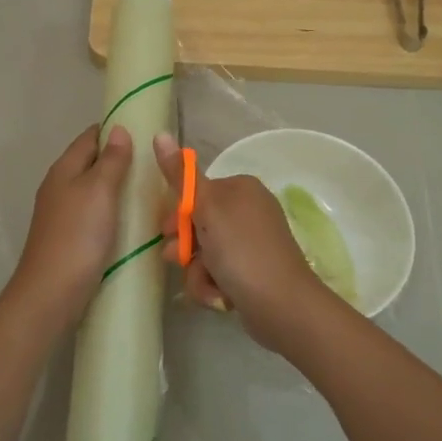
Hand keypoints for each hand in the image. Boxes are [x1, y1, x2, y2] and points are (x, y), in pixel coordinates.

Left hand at [9, 125, 133, 321]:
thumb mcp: (99, 191)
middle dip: (119, 160)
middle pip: (91, 163)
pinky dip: (112, 211)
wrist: (52, 292)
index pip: (90, 137)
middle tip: (155, 164)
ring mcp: (62, 214)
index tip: (145, 133)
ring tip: (151, 190)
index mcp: (64, 169)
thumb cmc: (78, 235)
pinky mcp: (69, 238)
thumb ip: (111, 160)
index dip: (115, 131)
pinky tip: (132, 220)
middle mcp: (59, 187)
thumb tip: (119, 130)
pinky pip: (94, 214)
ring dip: (117, 188)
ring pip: (93, 190)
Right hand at [155, 133, 337, 349]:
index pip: (195, 193)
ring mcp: (251, 243)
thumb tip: (159, 134)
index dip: (177, 215)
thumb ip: (180, 176)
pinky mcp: (251, 272)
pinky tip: (221, 297)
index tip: (168, 232)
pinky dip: (213, 285)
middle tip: (181, 259)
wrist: (282, 306)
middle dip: (186, 248)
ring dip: (198, 273)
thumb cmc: (242, 251)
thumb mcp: (207, 209)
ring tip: (209, 285)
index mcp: (240, 189)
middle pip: (197, 225)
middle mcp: (248, 211)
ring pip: (204, 254)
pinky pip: (218, 273)